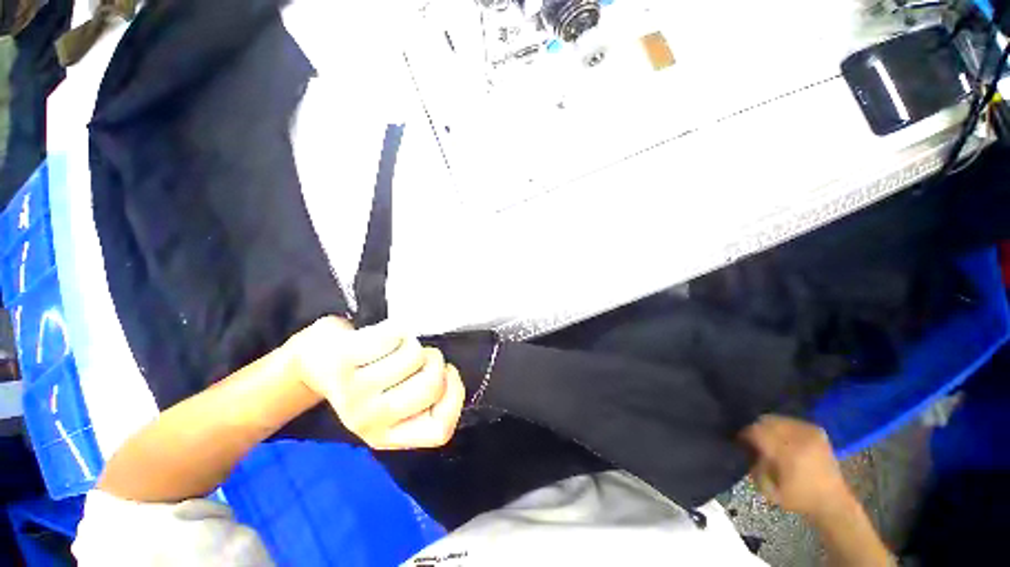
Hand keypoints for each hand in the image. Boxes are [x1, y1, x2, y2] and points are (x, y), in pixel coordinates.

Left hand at [287, 317, 465, 449]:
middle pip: (431, 386)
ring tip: (398, 345)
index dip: (454, 394)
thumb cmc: (368, 375)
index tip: (447, 372)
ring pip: (414, 357)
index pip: (441, 429)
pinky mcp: (342, 361)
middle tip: (419, 355)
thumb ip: (424, 397)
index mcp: (388, 435)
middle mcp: (370, 420)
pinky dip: (397, 328)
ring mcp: (354, 392)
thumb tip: (448, 375)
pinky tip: (385, 334)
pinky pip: (392, 337)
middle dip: (435, 360)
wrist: (317, 359)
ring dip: (413, 342)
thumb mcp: (396, 396)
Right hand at [739, 415, 853, 519]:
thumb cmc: (798, 498)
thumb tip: (744, 449)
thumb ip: (754, 466)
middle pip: (766, 421)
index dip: (744, 434)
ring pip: (777, 418)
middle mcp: (800, 437)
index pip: (756, 431)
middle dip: (754, 428)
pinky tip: (778, 434)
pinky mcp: (816, 429)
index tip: (737, 440)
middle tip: (749, 438)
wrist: (832, 501)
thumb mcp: (769, 489)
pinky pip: (789, 420)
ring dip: (766, 426)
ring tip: (763, 436)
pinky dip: (780, 425)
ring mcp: (810, 431)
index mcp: (788, 453)